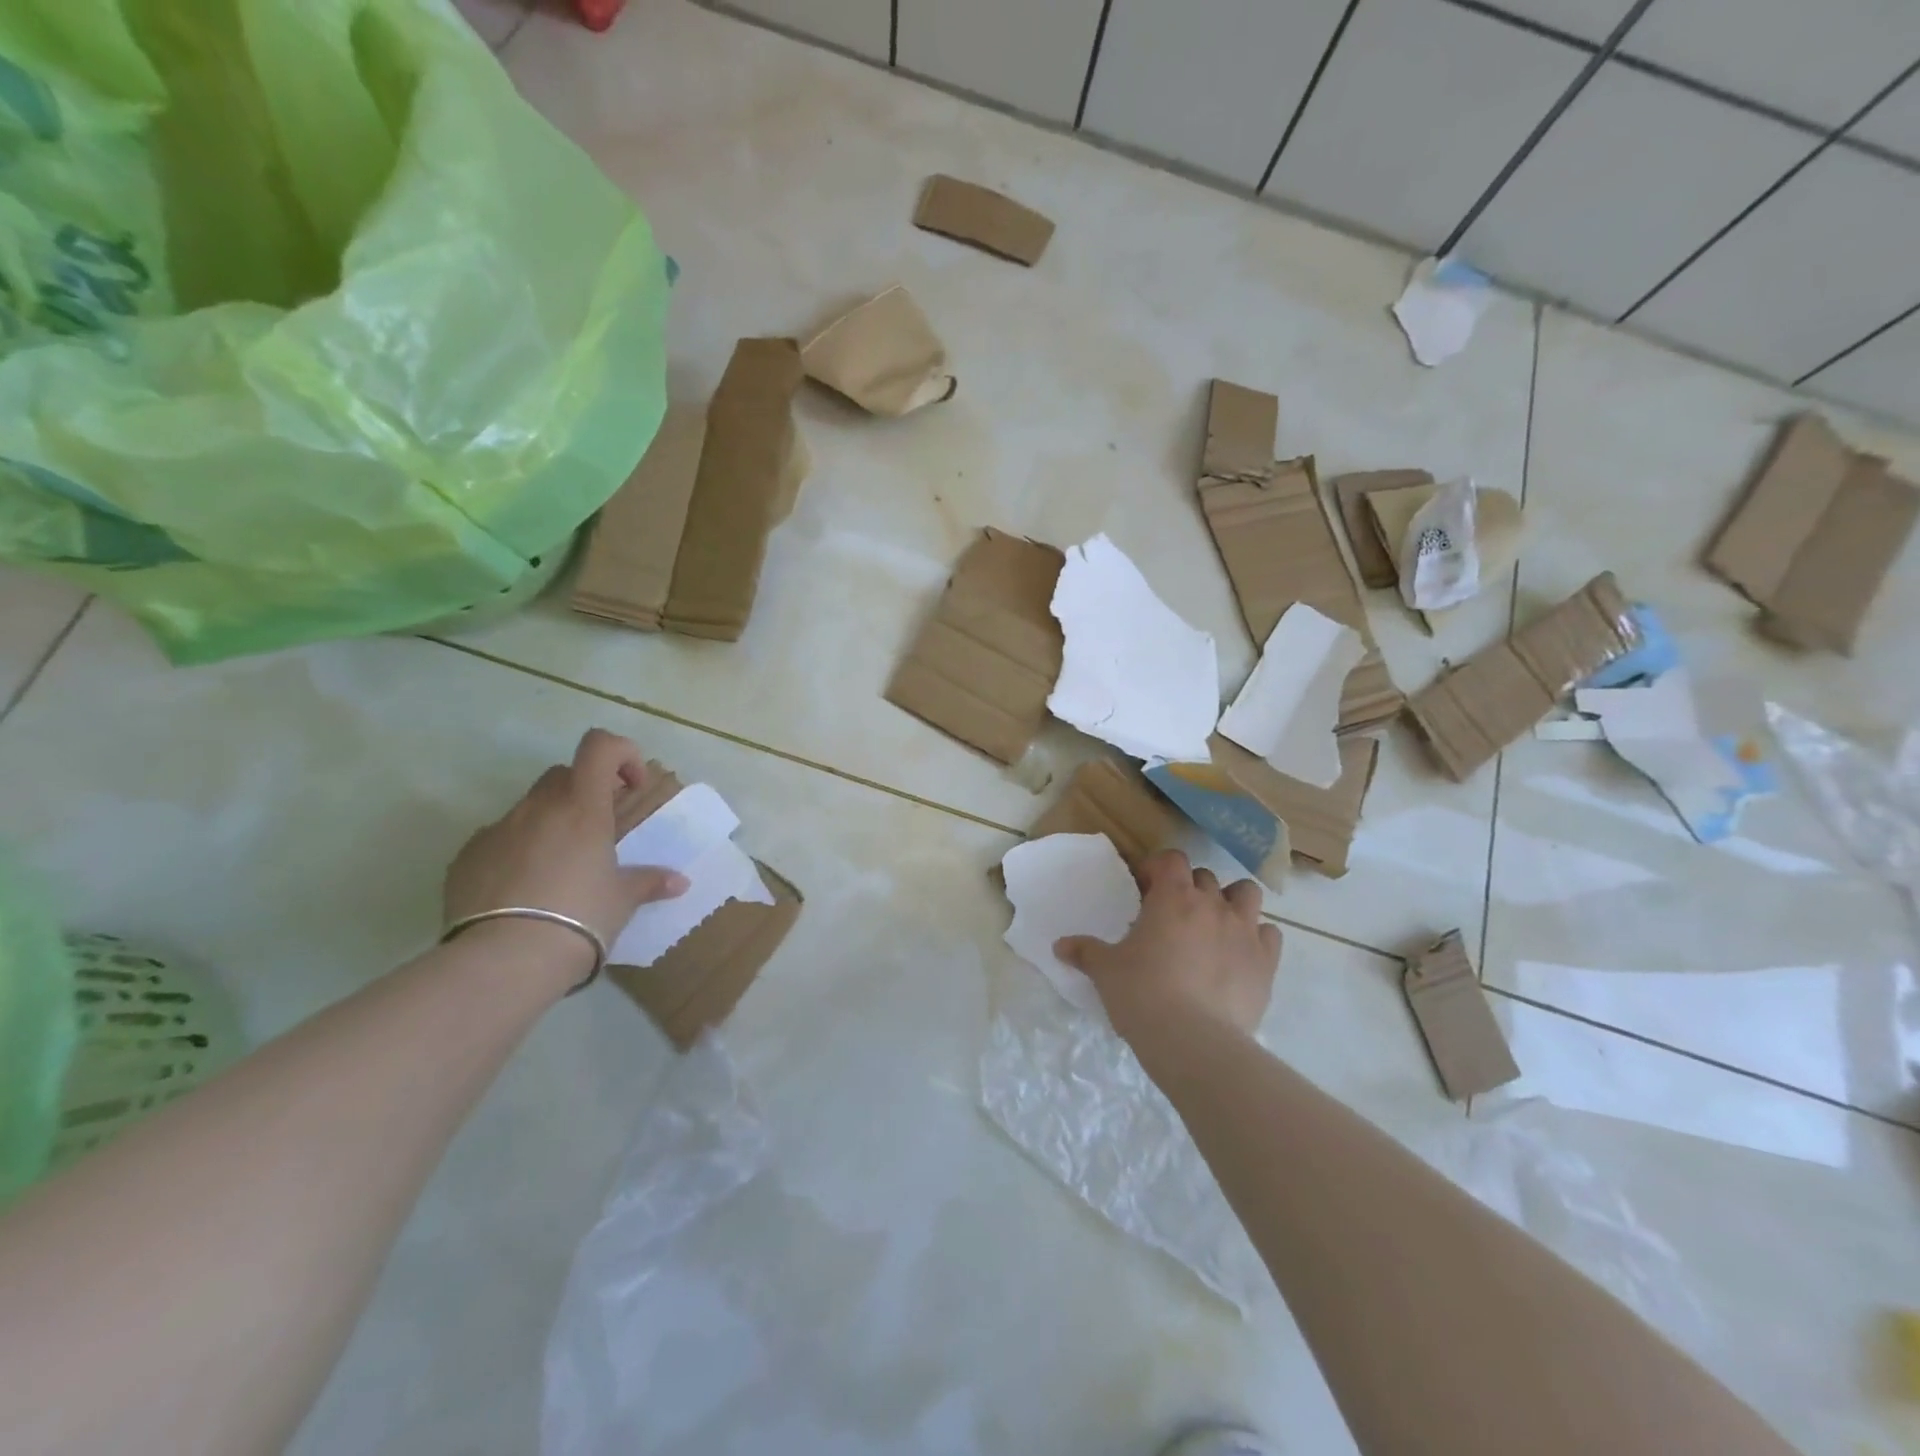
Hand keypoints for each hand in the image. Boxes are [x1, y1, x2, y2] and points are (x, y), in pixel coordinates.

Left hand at [445, 729, 688, 951]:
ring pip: (529, 808)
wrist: (504, 961)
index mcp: (582, 808)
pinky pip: (498, 840)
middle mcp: (538, 808)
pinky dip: (515, 851)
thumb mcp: (622, 901)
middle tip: (599, 832)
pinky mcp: (466, 857)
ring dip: (549, 823)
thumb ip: (649, 882)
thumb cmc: (580, 918)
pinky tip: (523, 891)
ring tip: (559, 868)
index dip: (621, 754)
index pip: (599, 746)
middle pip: (563, 775)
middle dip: (585, 792)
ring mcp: (497, 830)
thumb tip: (679, 882)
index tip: (631, 787)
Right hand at [1056, 849, 1280, 1040]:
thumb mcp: (1105, 971)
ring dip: (1231, 902)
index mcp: (1172, 897)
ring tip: (1214, 925)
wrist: (1194, 1041)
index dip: (1157, 869)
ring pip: (1246, 894)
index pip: (1170, 859)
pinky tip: (1240, 956)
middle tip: (1171, 914)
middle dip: (1189, 888)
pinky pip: (1270, 935)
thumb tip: (1059, 946)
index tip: (1143, 889)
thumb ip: (1085, 952)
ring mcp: (1245, 931)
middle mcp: (1212, 904)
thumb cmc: (1142, 994)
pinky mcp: (1267, 962)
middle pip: (1205, 877)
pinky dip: (1256, 938)